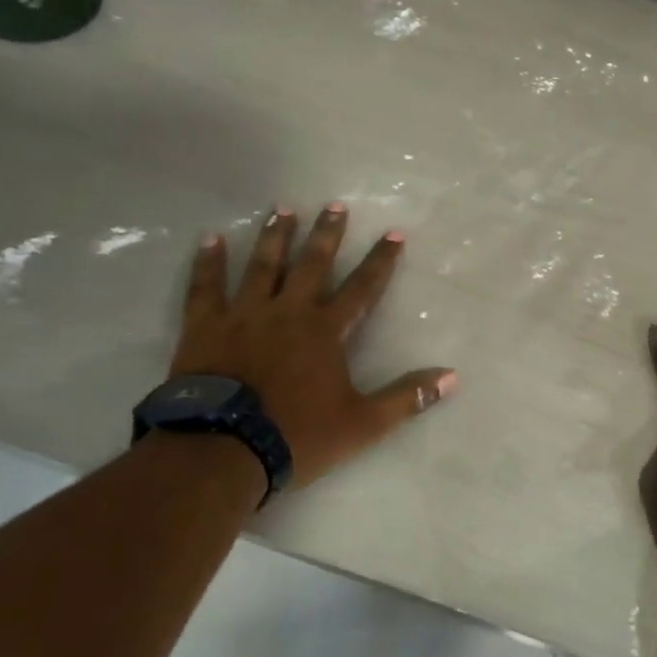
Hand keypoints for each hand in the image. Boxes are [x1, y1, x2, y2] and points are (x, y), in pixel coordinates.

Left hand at [170, 202, 456, 486]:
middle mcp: (289, 311)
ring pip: (263, 266)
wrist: (222, 451)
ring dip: (276, 236)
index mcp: (327, 331)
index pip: (363, 288)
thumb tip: (452, 377)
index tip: (393, 234)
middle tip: (334, 205)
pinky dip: (209, 263)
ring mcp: (244, 315)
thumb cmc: (297, 435)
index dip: (381, 261)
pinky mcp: (205, 327)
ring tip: (283, 208)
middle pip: (312, 264)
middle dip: (327, 234)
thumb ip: (406, 397)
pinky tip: (211, 239)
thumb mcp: (363, 423)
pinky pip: (207, 287)